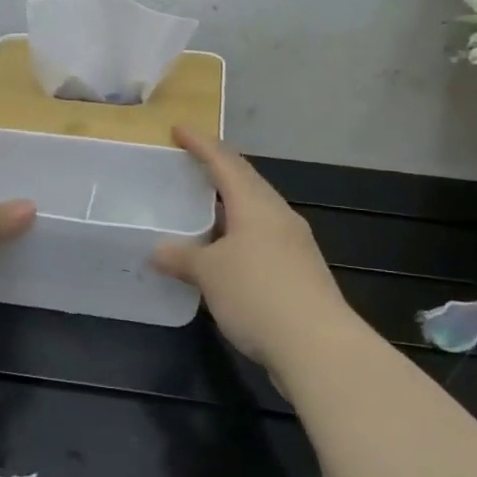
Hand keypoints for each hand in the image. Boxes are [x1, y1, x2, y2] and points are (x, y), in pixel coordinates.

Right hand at [152, 127, 352, 371]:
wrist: (318, 346)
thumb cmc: (258, 294)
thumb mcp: (209, 274)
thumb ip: (182, 258)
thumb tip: (157, 251)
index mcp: (256, 204)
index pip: (224, 162)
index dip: (200, 144)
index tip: (179, 129)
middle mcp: (278, 216)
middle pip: (246, 182)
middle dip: (218, 171)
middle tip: (190, 166)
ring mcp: (293, 244)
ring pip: (256, 212)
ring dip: (229, 207)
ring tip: (202, 211)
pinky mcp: (299, 272)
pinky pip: (262, 240)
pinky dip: (238, 237)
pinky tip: (224, 255)